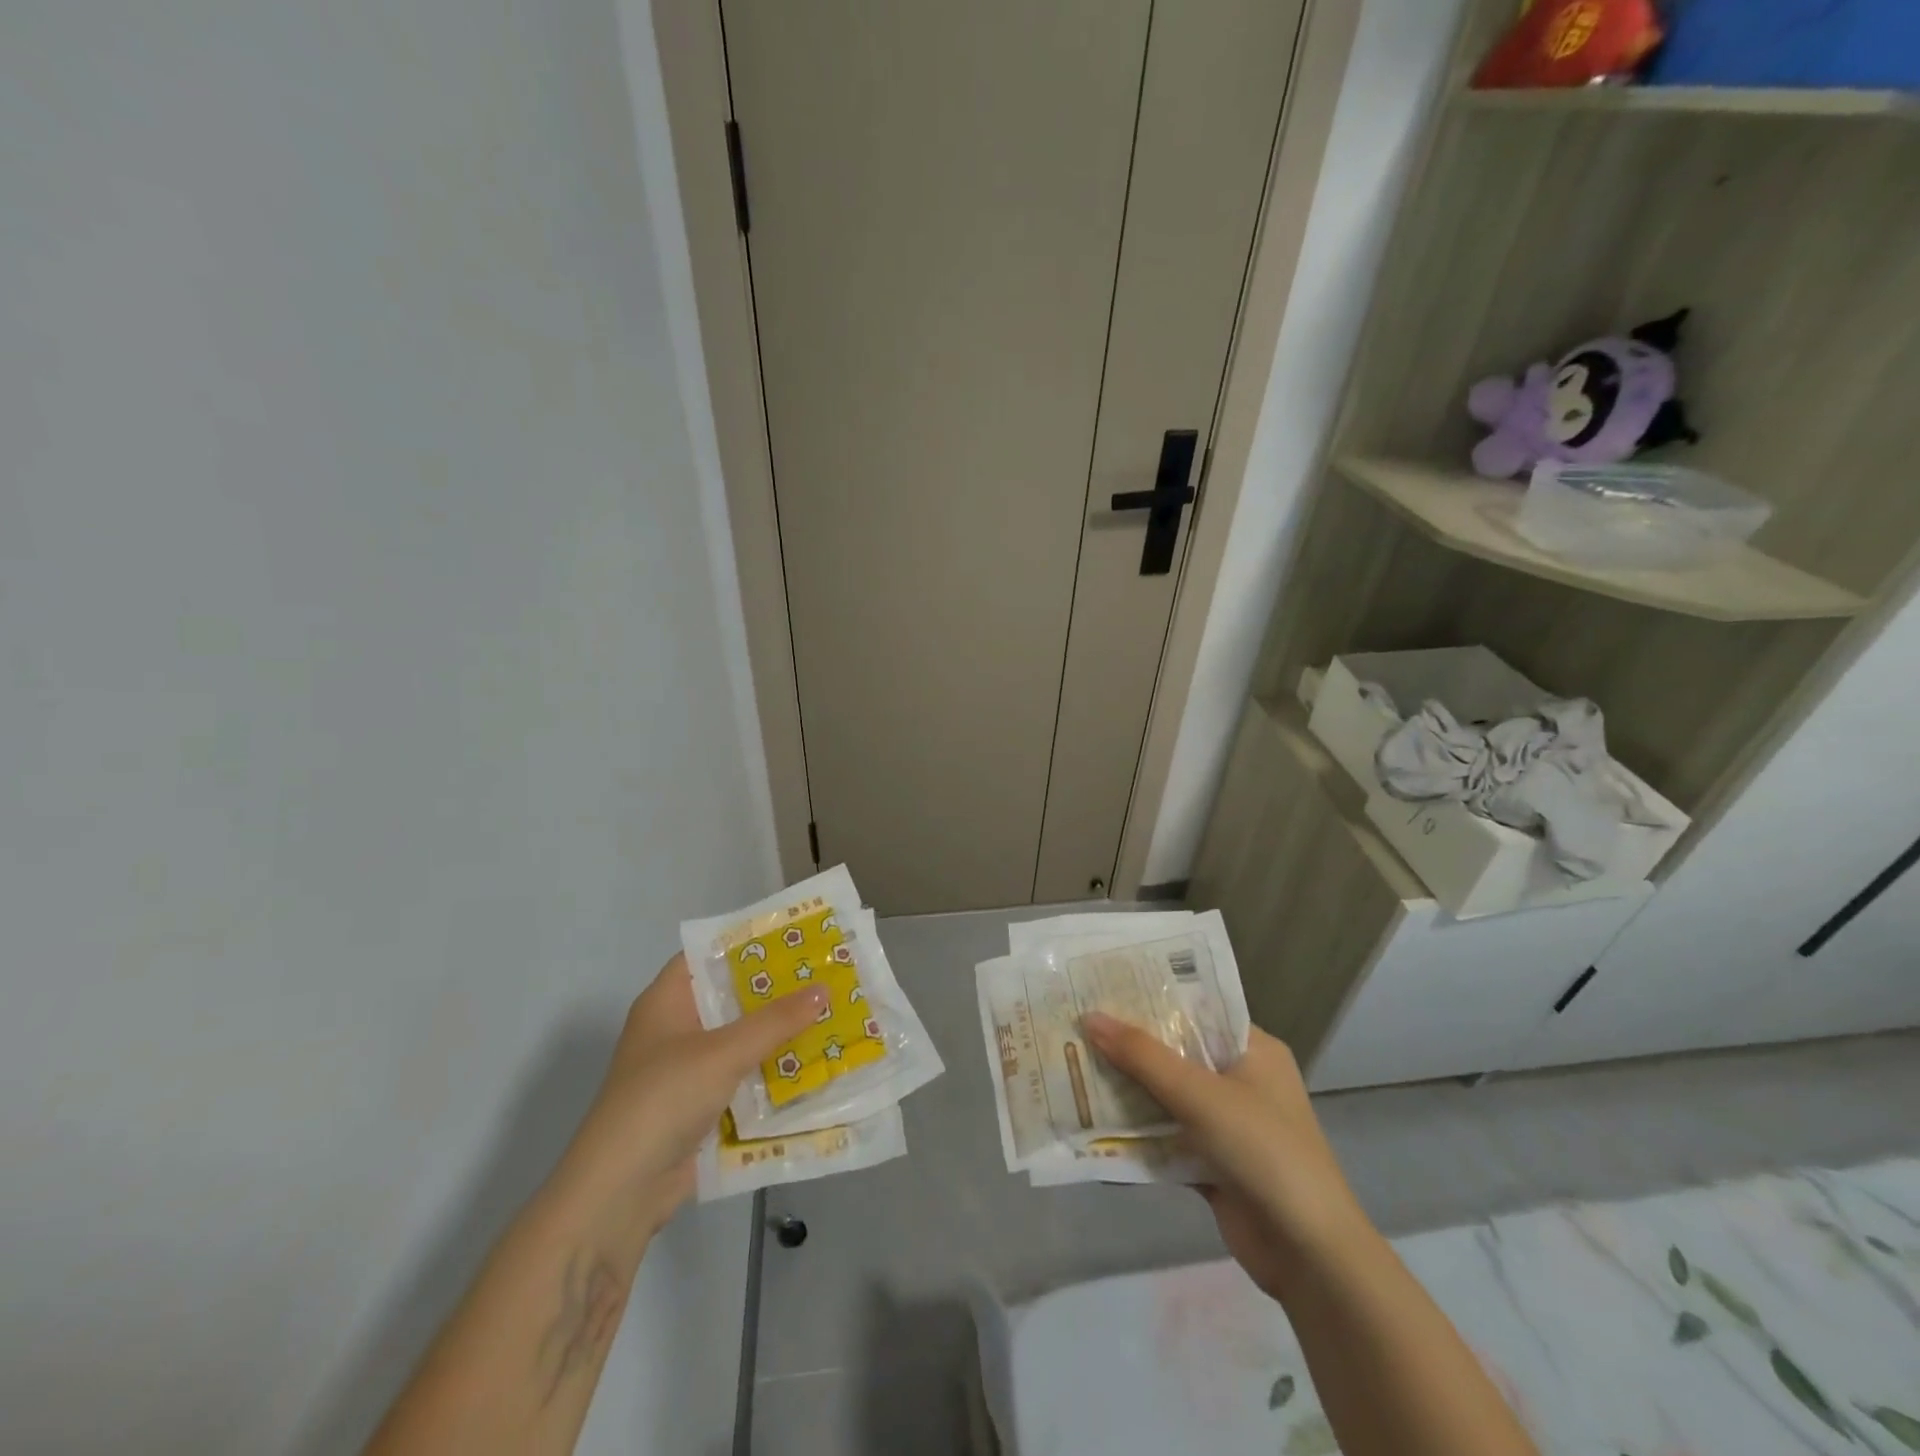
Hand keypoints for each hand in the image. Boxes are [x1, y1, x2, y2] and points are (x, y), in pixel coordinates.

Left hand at [548, 954, 827, 1254]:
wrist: (618, 1194)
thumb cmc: (663, 1100)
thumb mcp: (723, 1052)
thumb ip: (775, 1021)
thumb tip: (824, 988)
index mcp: (666, 1002)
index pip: (707, 955)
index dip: (747, 943)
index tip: (793, 937)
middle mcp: (675, 1030)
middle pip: (730, 998)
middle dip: (774, 991)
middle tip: (824, 974)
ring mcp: (686, 1071)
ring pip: (740, 1041)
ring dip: (777, 1035)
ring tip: (830, 1015)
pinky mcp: (698, 1108)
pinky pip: (742, 1079)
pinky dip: (770, 1074)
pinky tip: (812, 1067)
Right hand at [1082, 1017, 1366, 1299]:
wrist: (1309, 1256)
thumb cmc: (1263, 1152)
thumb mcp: (1200, 1094)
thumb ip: (1142, 1056)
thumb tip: (1088, 1017)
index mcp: (1251, 1048)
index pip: (1194, 1008)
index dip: (1149, 996)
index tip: (1100, 985)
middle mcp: (1239, 1078)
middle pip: (1174, 1051)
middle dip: (1127, 1045)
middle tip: (1074, 1024)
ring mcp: (1225, 1123)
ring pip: (1165, 1095)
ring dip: (1126, 1089)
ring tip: (1071, 1065)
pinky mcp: (1211, 1161)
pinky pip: (1165, 1136)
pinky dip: (1135, 1133)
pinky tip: (1090, 1124)